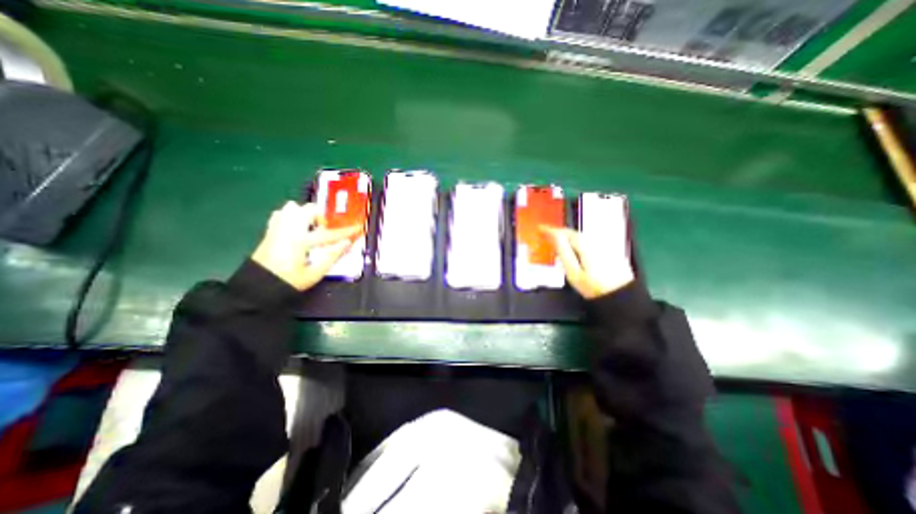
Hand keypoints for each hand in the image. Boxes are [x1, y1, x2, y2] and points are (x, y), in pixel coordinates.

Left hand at [252, 201, 365, 289]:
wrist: (257, 287)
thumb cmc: (288, 281)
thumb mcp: (314, 273)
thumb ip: (332, 256)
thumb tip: (347, 243)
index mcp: (300, 241)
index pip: (329, 233)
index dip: (346, 231)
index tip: (357, 228)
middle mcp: (288, 230)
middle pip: (308, 210)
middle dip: (323, 215)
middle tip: (330, 227)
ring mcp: (277, 228)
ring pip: (292, 208)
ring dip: (307, 213)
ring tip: (314, 226)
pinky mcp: (270, 231)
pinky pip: (281, 214)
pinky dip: (292, 216)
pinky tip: (298, 227)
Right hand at [538, 227, 633, 298]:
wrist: (622, 296)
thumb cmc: (594, 287)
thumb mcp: (574, 273)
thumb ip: (564, 253)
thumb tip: (555, 237)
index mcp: (585, 245)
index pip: (564, 233)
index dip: (550, 230)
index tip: (540, 228)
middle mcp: (595, 241)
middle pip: (573, 232)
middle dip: (558, 232)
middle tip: (546, 234)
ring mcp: (604, 244)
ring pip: (581, 235)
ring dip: (568, 236)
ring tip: (556, 239)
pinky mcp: (609, 249)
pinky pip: (588, 240)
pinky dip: (578, 240)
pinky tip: (574, 246)